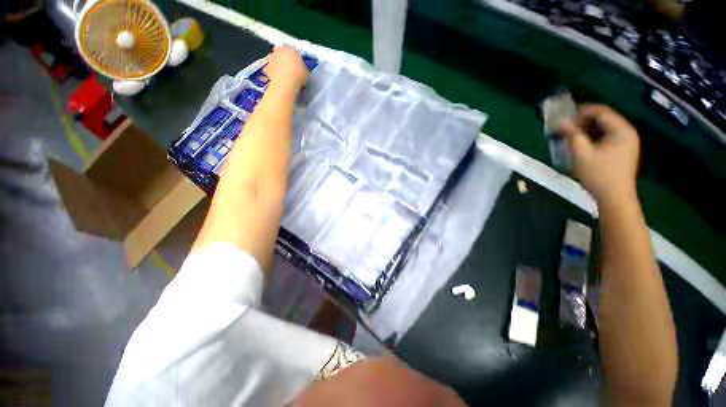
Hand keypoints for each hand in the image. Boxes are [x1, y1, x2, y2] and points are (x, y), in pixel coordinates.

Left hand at [264, 46, 308, 93]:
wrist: (286, 83)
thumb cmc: (298, 75)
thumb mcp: (305, 71)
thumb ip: (302, 67)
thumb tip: (301, 68)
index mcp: (290, 49)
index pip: (292, 49)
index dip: (294, 56)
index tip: (296, 62)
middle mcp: (279, 51)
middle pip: (280, 51)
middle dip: (282, 57)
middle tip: (287, 66)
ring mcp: (271, 58)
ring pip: (273, 59)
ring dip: (276, 64)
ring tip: (282, 73)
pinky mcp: (267, 67)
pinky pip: (269, 69)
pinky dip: (272, 72)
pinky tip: (276, 78)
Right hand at [559, 104, 639, 203]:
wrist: (615, 198)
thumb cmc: (598, 174)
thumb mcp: (581, 153)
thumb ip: (572, 134)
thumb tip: (561, 121)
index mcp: (621, 130)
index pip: (601, 111)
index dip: (581, 111)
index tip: (563, 117)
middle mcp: (627, 132)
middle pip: (603, 119)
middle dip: (582, 121)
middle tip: (564, 128)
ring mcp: (627, 142)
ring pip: (603, 129)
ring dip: (586, 130)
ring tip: (570, 137)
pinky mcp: (622, 151)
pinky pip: (606, 137)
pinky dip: (592, 138)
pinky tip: (581, 145)